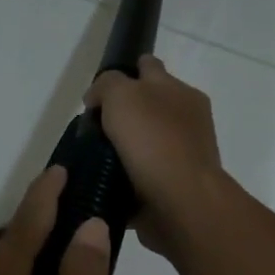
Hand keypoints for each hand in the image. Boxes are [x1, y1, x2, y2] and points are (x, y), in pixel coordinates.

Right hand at [85, 55, 228, 259]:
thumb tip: (96, 99)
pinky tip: (102, 186)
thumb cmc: (154, 143)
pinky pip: (141, 179)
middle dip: (122, 115)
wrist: (181, 205)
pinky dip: (125, 182)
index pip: (149, 68)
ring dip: (122, 151)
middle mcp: (185, 122)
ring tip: (89, 161)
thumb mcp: (123, 96)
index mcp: (180, 93)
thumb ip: (107, 85)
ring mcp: (180, 158)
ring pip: (143, 146)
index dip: (124, 73)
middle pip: (147, 109)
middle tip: (91, 130)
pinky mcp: (171, 190)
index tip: (99, 93)